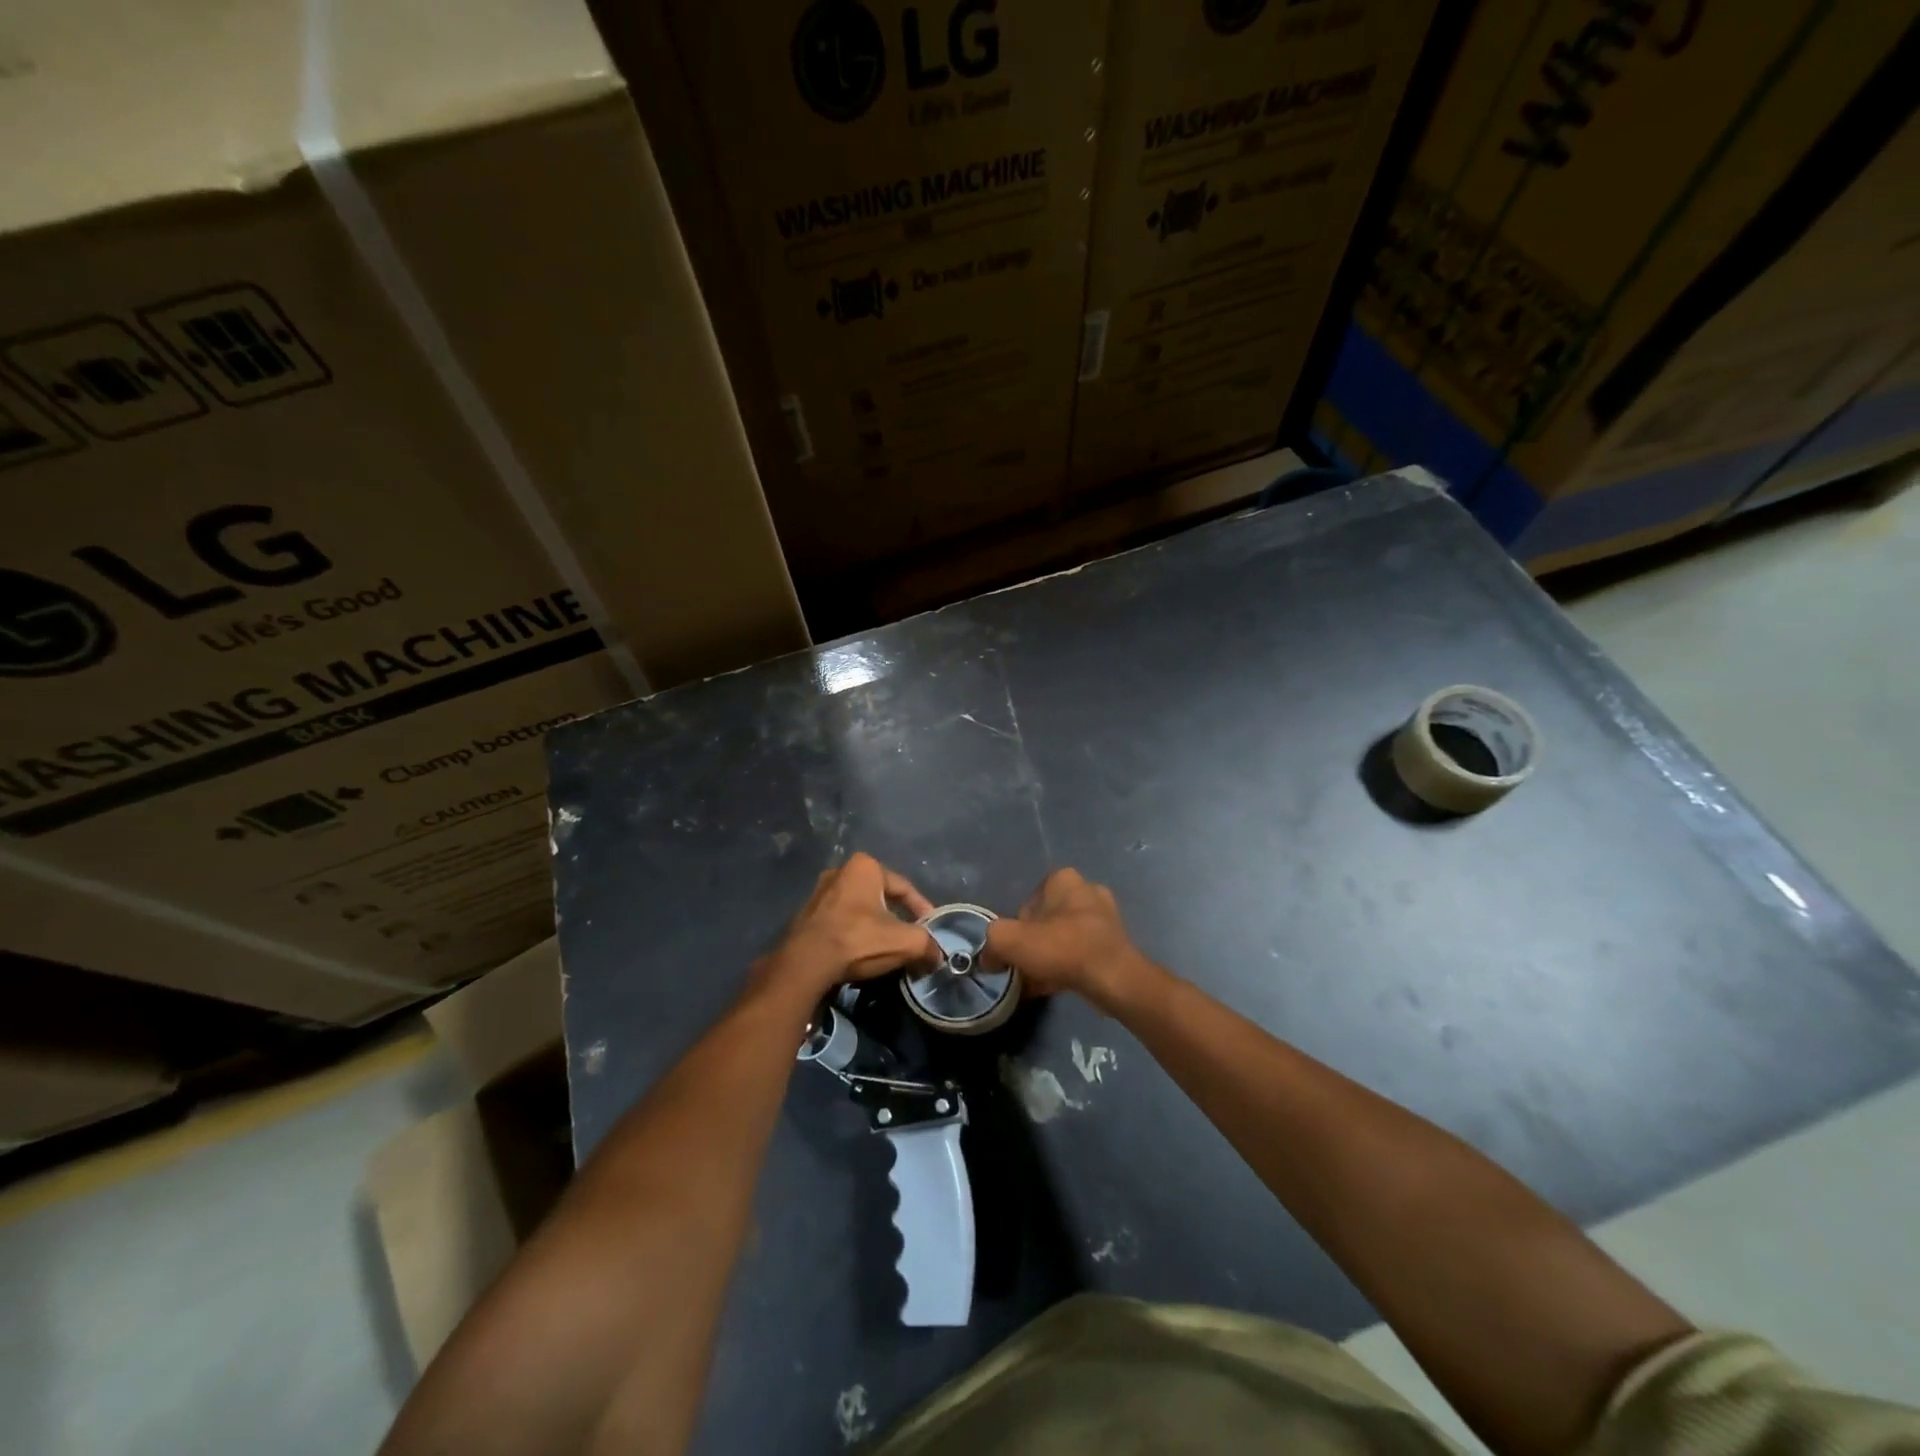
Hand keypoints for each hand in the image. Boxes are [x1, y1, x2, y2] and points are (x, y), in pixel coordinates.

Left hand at [760, 853, 938, 998]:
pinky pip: (840, 921)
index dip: (922, 909)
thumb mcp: (904, 942)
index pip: (904, 887)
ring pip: (858, 909)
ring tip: (885, 946)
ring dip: (873, 925)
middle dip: (896, 916)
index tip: (931, 928)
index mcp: (864, 866)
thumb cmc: (858, 939)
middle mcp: (840, 871)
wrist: (806, 962)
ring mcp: (818, 893)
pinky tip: (860, 952)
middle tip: (909, 937)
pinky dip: (853, 933)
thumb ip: (927, 945)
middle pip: (880, 897)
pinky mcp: (805, 915)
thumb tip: (938, 955)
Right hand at [986, 868, 1158, 1012]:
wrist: (1113, 978)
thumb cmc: (1061, 947)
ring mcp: (1106, 917)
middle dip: (1034, 944)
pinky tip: (1056, 986)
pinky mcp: (1116, 943)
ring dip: (1050, 957)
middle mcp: (1087, 890)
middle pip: (1046, 921)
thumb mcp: (1009, 940)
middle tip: (1025, 967)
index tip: (1015, 951)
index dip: (1016, 929)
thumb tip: (989, 958)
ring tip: (1038, 981)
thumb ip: (992, 943)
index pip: (1027, 903)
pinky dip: (1067, 967)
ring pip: (1064, 938)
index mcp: (1063, 879)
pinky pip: (1081, 953)